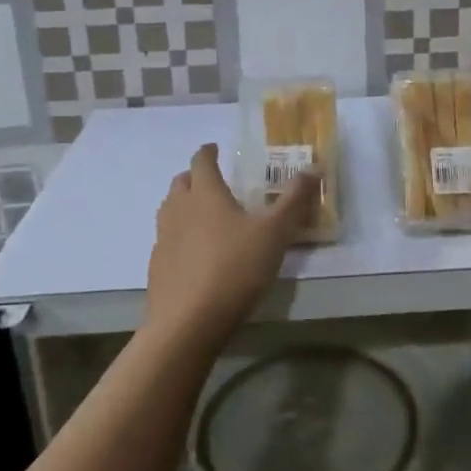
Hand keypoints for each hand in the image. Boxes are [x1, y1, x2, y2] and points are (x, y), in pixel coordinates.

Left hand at [147, 143, 318, 347]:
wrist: (188, 322)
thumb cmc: (234, 268)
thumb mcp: (275, 233)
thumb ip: (294, 201)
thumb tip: (313, 169)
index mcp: (205, 194)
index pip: (201, 161)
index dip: (208, 152)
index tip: (215, 148)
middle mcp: (179, 209)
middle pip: (181, 183)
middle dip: (194, 177)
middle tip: (213, 181)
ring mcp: (163, 239)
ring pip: (169, 210)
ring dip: (183, 205)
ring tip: (203, 215)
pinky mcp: (157, 267)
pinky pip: (167, 240)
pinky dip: (179, 237)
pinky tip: (194, 254)